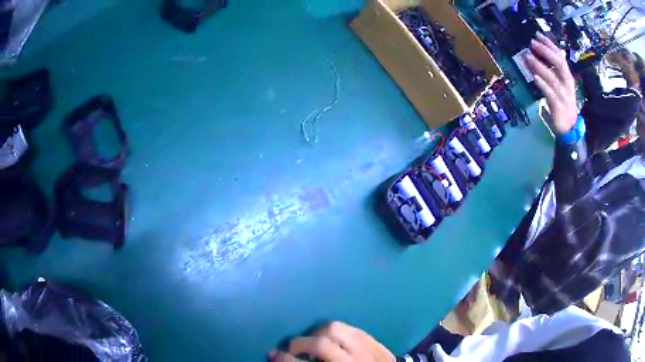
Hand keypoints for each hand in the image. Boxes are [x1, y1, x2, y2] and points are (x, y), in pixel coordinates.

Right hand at [269, 321, 394, 361]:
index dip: (286, 360)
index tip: (273, 355)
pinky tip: (331, 336)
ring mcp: (368, 349)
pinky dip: (336, 331)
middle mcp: (353, 361)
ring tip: (311, 339)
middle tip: (291, 348)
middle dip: (300, 344)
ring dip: (317, 332)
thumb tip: (284, 359)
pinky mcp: (376, 341)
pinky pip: (351, 328)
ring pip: (337, 329)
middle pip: (321, 344)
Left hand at [525, 33, 577, 134]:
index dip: (549, 44)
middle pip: (558, 63)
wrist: (569, 127)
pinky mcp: (558, 106)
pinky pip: (550, 94)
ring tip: (527, 56)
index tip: (537, 34)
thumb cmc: (562, 102)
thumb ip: (548, 71)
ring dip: (540, 66)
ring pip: (552, 78)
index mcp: (567, 76)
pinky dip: (543, 85)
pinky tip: (535, 77)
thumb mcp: (558, 84)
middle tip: (532, 42)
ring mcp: (563, 95)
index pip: (560, 56)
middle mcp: (567, 83)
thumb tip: (531, 56)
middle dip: (545, 51)